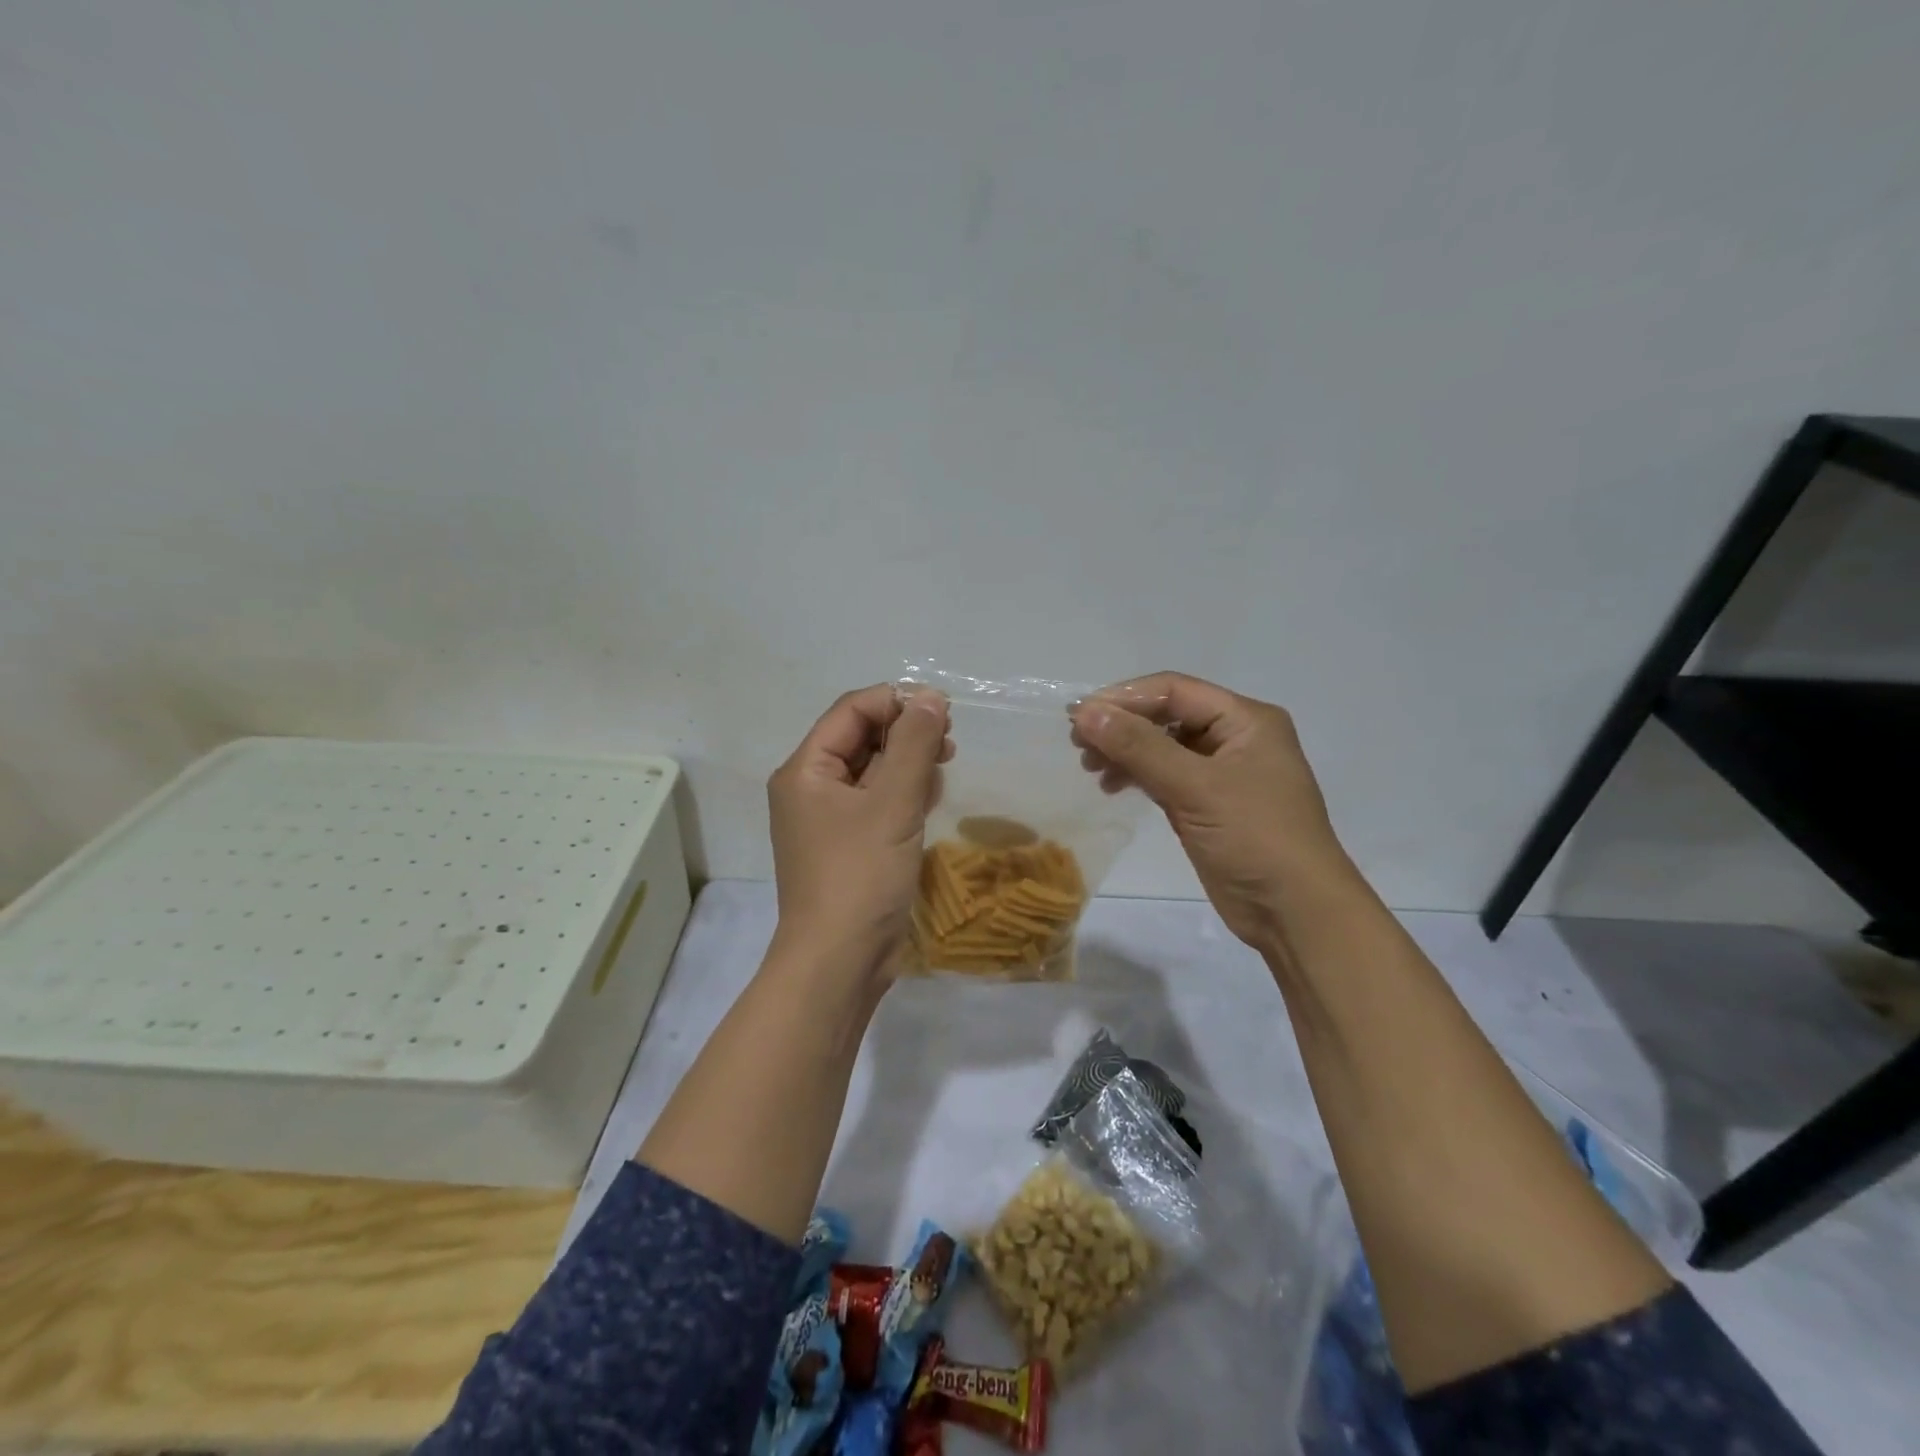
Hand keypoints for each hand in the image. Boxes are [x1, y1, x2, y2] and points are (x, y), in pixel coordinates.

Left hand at [767, 684, 952, 981]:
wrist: (839, 963)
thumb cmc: (860, 876)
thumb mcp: (892, 804)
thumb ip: (914, 745)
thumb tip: (931, 697)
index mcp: (805, 770)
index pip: (851, 711)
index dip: (896, 702)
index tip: (943, 711)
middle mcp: (810, 788)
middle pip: (861, 738)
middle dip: (906, 732)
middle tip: (949, 742)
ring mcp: (828, 820)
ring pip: (872, 770)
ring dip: (908, 762)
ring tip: (943, 768)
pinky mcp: (849, 846)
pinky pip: (877, 802)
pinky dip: (903, 793)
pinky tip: (931, 797)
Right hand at [1069, 673, 1354, 950]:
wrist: (1296, 914)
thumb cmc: (1254, 838)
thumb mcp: (1196, 788)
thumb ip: (1140, 747)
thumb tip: (1085, 714)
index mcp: (1246, 719)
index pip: (1174, 690)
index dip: (1123, 698)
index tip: (1077, 717)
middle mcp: (1235, 738)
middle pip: (1167, 715)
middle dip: (1122, 725)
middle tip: (1078, 745)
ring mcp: (1223, 773)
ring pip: (1163, 746)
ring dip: (1125, 751)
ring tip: (1090, 768)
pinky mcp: (1209, 804)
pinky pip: (1165, 776)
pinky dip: (1137, 776)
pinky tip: (1112, 786)